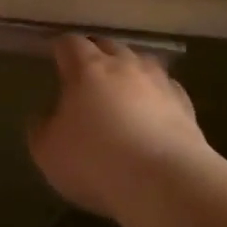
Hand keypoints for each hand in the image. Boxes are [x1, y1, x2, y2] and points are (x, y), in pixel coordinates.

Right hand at [27, 35, 216, 220]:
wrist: (165, 183)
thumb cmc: (95, 161)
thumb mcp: (48, 151)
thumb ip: (41, 128)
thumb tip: (44, 116)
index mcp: (87, 68)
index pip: (70, 43)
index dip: (60, 49)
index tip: (54, 58)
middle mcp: (125, 65)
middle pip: (107, 45)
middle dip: (95, 54)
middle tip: (85, 74)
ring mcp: (159, 82)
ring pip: (141, 62)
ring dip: (128, 71)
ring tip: (121, 90)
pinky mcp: (185, 105)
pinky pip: (166, 89)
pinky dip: (155, 95)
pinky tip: (153, 113)